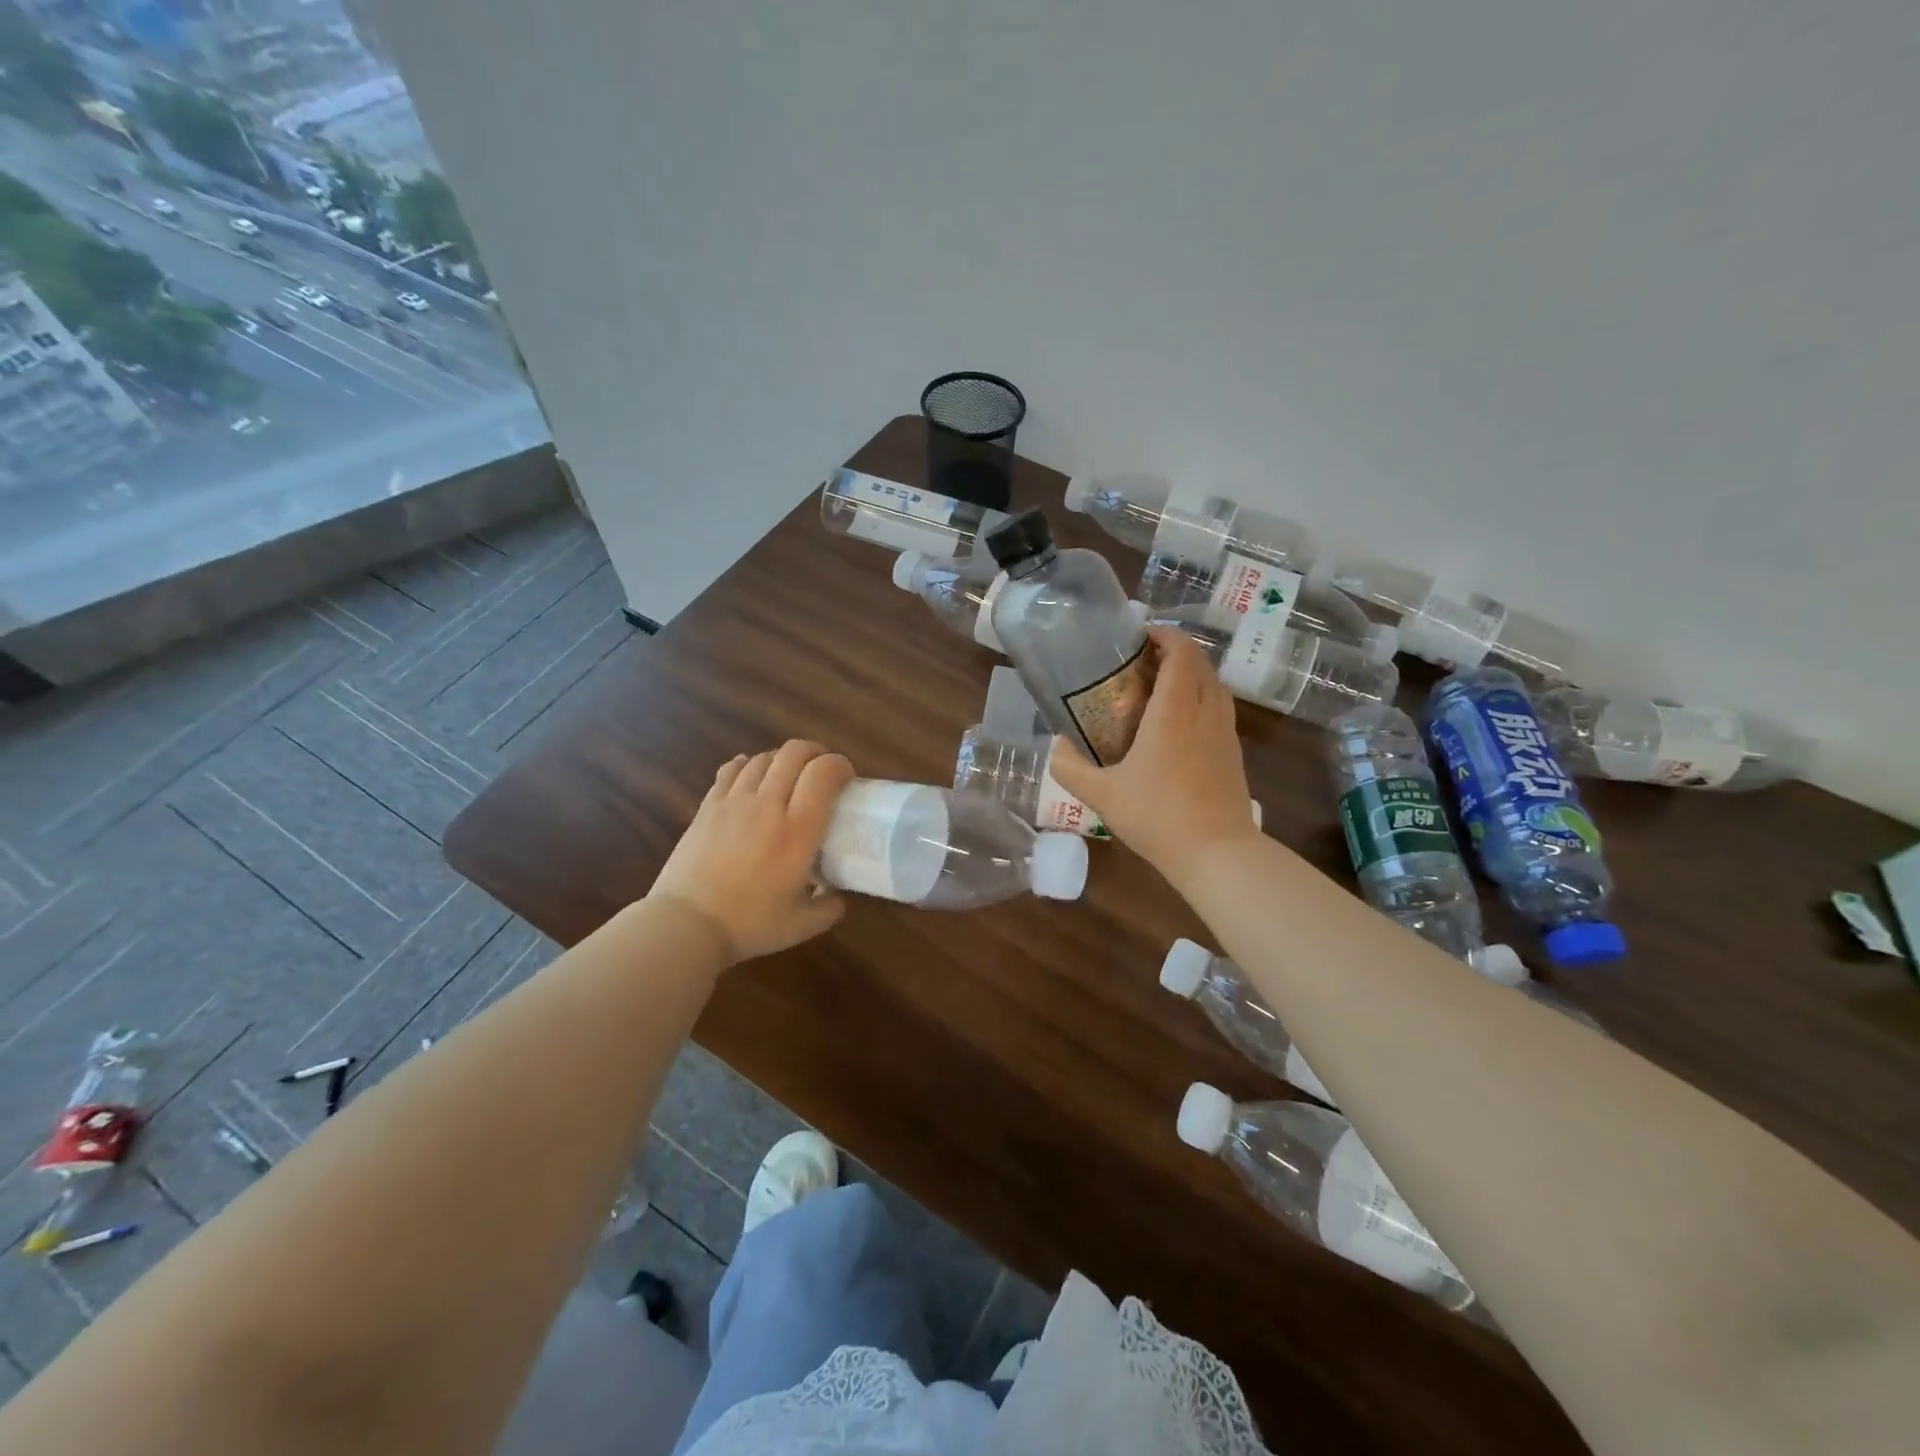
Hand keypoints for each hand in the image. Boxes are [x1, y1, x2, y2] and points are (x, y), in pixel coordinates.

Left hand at [650, 741, 854, 963]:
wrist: (687, 925)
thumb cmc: (749, 924)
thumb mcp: (801, 925)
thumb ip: (828, 908)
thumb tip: (839, 899)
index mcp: (798, 830)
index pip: (823, 773)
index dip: (840, 765)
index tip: (847, 779)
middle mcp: (768, 805)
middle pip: (794, 753)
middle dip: (815, 752)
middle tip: (822, 771)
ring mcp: (734, 802)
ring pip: (763, 758)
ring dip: (782, 759)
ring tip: (789, 774)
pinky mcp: (708, 807)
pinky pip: (730, 771)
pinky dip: (746, 764)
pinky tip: (750, 771)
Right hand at [1049, 627, 1259, 879]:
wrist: (1217, 853)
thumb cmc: (1157, 816)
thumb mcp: (1101, 794)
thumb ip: (1070, 768)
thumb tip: (1057, 747)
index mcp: (1174, 710)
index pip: (1181, 652)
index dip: (1164, 635)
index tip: (1140, 636)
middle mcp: (1205, 711)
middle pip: (1200, 663)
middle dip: (1175, 652)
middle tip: (1142, 661)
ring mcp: (1225, 732)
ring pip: (1214, 685)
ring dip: (1191, 675)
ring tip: (1160, 688)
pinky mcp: (1233, 753)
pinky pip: (1219, 709)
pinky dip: (1200, 699)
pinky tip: (1178, 725)